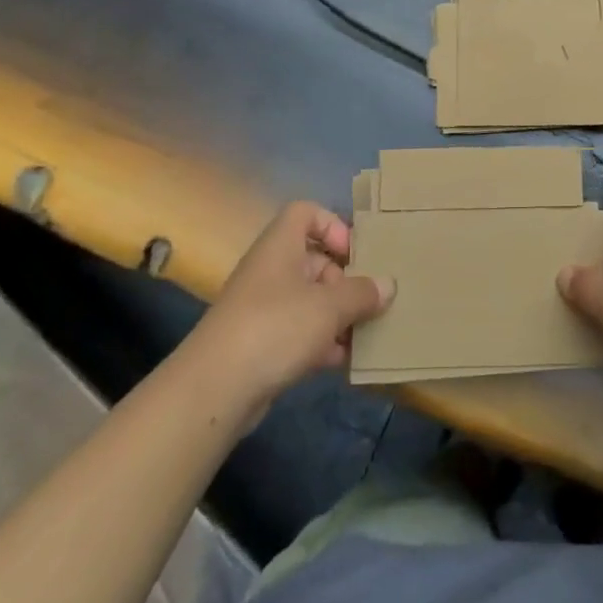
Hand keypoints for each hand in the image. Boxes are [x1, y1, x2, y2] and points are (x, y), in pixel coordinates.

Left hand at [196, 202, 394, 412]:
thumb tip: (388, 285)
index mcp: (280, 247)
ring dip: (339, 315)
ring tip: (366, 333)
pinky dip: (323, 342)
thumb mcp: (329, 306)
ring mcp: (264, 309)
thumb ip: (362, 293)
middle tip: (369, 300)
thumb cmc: (276, 327)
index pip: (305, 213)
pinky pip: (300, 332)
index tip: (354, 254)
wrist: (214, 389)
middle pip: (314, 260)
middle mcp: (271, 271)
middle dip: (345, 280)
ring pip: (310, 300)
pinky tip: (345, 360)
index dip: (332, 225)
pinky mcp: (261, 344)